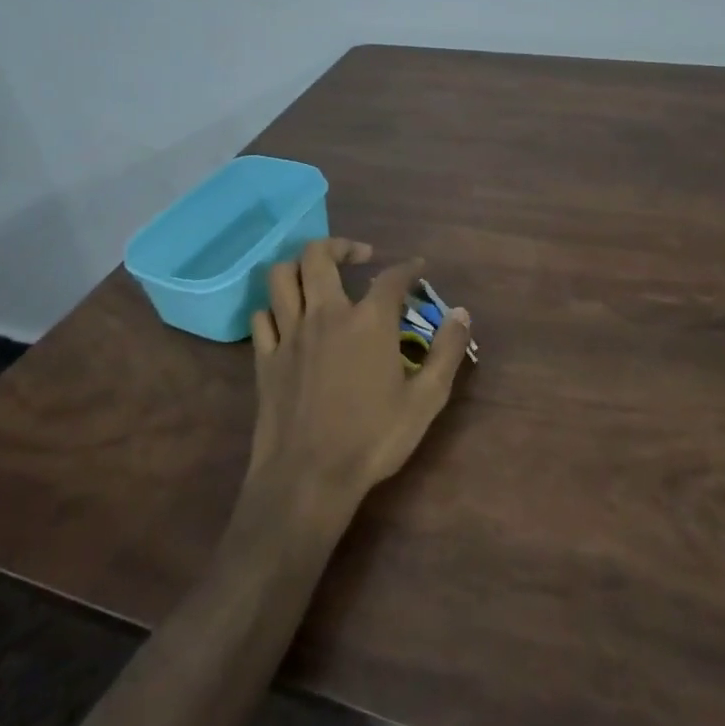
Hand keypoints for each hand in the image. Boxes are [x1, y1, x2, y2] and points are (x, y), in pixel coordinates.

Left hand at [243, 239, 471, 521]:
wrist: (307, 479)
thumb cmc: (372, 439)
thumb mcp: (426, 400)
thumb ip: (447, 351)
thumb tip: (462, 313)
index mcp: (368, 321)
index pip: (391, 277)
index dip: (408, 267)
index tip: (417, 268)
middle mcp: (325, 314)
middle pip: (319, 255)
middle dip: (342, 246)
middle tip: (360, 257)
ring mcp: (289, 334)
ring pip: (281, 275)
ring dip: (301, 266)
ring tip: (319, 276)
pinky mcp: (264, 358)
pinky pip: (262, 315)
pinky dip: (276, 306)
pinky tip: (290, 318)